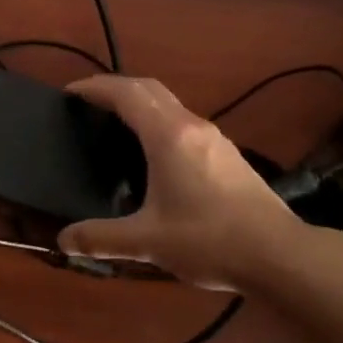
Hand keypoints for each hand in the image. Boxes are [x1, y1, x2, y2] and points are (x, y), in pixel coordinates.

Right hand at [58, 75, 300, 290]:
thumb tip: (63, 241)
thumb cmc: (209, 240)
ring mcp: (213, 137)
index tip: (70, 92)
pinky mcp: (227, 154)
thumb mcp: (148, 242)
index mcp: (168, 135)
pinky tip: (155, 152)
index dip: (95, 87)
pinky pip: (183, 121)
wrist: (279, 255)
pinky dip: (159, 120)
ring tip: (116, 123)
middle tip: (88, 103)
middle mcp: (191, 125)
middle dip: (116, 87)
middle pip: (148, 87)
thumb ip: (101, 238)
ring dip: (140, 102)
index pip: (125, 93)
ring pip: (169, 102)